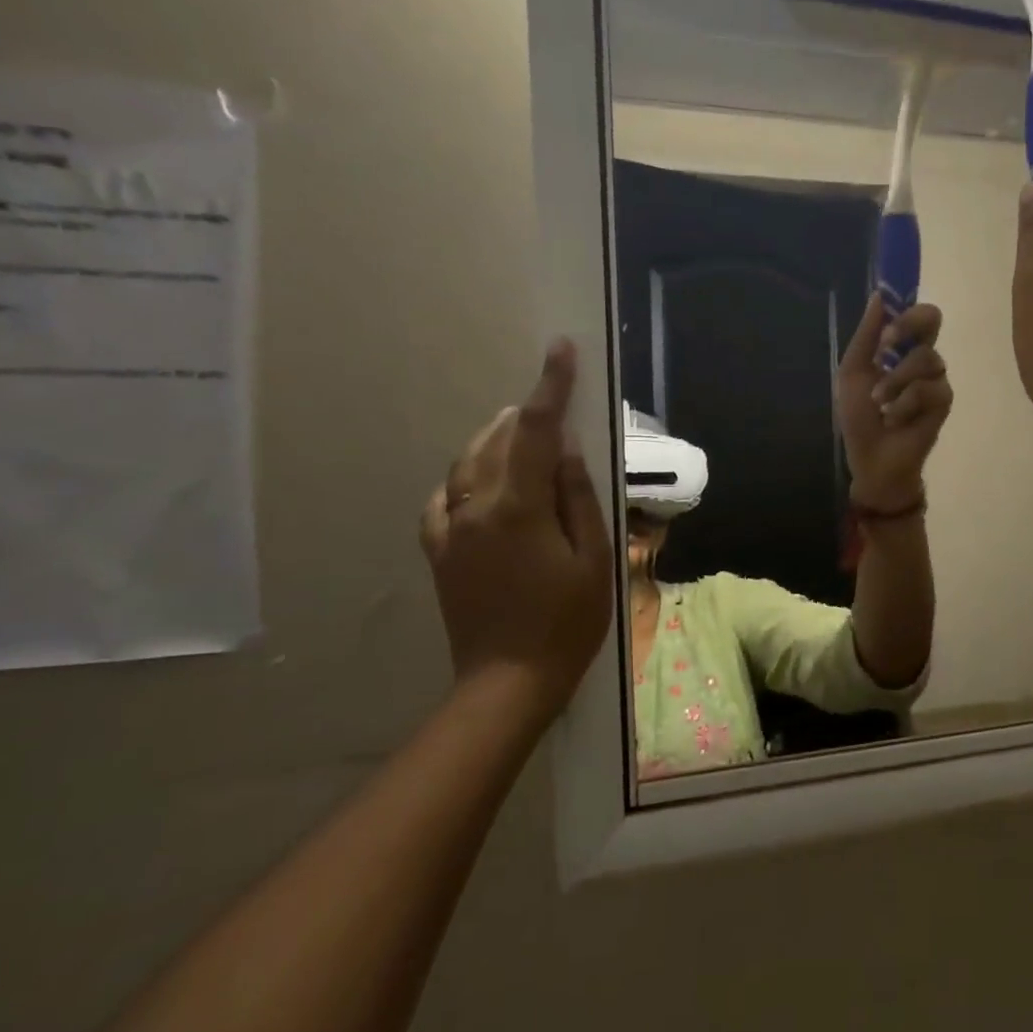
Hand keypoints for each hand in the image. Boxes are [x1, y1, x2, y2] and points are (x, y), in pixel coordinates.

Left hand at [419, 341, 613, 704]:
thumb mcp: (593, 559)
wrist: (508, 682)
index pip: (535, 431)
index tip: (560, 350)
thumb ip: (576, 498)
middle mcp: (474, 509)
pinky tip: (481, 483)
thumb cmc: (567, 622)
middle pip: (495, 442)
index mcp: (517, 508)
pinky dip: (466, 478)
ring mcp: (449, 531)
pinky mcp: (439, 553)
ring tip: (520, 432)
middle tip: (549, 400)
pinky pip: (445, 499)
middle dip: (523, 414)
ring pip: (466, 465)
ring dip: (494, 440)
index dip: (550, 386)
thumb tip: (565, 451)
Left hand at [837, 294, 952, 510]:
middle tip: (886, 346)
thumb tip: (879, 296)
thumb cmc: (859, 417)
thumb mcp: (853, 373)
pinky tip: (896, 420)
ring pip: (925, 358)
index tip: (884, 320)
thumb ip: (866, 336)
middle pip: (932, 318)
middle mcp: (921, 356)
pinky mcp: (944, 400)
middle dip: (907, 326)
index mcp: (899, 348)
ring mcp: (936, 378)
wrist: (872, 458)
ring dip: (894, 382)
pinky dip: (905, 404)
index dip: (904, 307)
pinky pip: (928, 389)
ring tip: (881, 405)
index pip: (913, 312)